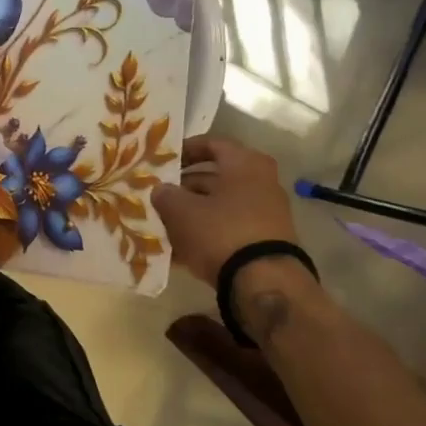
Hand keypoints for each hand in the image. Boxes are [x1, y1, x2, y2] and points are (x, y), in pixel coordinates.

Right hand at [149, 135, 299, 286]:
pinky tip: (181, 247)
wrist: (263, 281)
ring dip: (193, 211)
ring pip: (221, 204)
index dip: (185, 149)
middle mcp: (261, 182)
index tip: (164, 161)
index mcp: (245, 164)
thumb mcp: (181, 211)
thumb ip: (166, 195)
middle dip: (185, 186)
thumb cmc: (220, 231)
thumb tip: (160, 189)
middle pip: (216, 176)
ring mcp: (266, 212)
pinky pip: (229, 227)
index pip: (212, 144)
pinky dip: (207, 231)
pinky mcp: (265, 239)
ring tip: (164, 223)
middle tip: (159, 195)